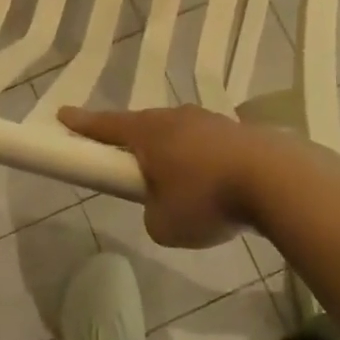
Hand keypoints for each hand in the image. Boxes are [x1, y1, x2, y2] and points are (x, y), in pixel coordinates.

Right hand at [56, 104, 265, 247]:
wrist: (277, 179)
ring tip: (181, 184)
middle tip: (128, 162)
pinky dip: (203, 161)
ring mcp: (210, 120)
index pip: (106, 126)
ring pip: (179, 133)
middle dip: (133, 143)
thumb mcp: (164, 225)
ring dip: (173, 153)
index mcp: (148, 133)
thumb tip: (162, 206)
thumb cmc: (207, 198)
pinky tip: (216, 184)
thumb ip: (152, 214)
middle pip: (144, 127)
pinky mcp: (239, 132)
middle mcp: (175, 118)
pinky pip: (207, 144)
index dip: (82, 124)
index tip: (63, 115)